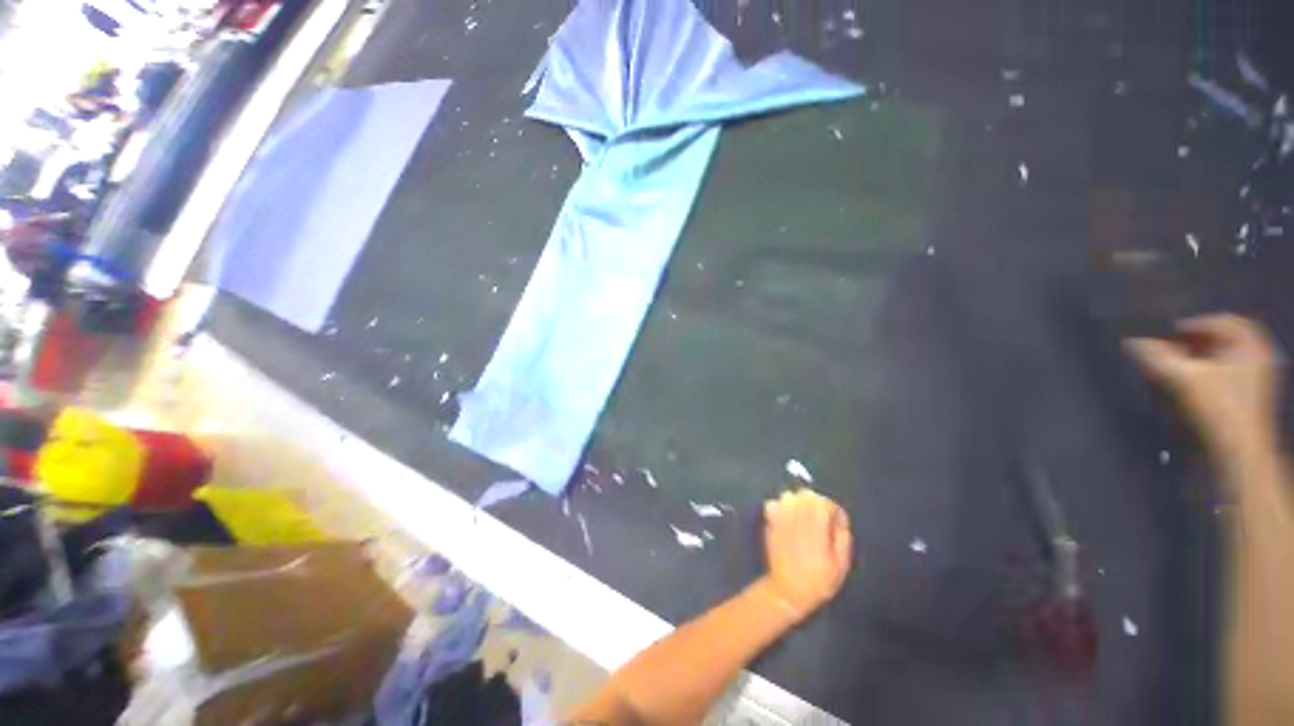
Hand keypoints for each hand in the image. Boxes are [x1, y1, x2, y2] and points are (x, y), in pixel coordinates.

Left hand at [760, 490, 852, 621]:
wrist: (788, 591)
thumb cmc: (818, 581)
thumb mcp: (841, 565)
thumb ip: (842, 539)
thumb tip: (839, 523)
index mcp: (817, 526)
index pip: (825, 503)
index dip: (833, 512)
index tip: (836, 527)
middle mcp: (797, 516)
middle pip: (807, 494)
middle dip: (815, 504)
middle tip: (819, 522)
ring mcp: (780, 517)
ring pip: (789, 496)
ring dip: (797, 504)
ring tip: (802, 521)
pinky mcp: (769, 521)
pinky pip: (773, 503)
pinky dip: (780, 508)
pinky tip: (786, 522)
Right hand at [1127, 314, 1282, 460]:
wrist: (1239, 454)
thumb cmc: (1217, 410)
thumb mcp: (1182, 379)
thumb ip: (1155, 357)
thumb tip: (1132, 341)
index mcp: (1250, 343)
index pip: (1219, 320)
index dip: (1190, 324)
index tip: (1165, 335)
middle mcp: (1258, 355)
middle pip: (1222, 339)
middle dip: (1192, 343)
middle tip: (1167, 351)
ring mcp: (1256, 378)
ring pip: (1222, 359)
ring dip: (1196, 360)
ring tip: (1172, 369)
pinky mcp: (1248, 397)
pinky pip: (1225, 375)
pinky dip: (1204, 375)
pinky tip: (1187, 386)